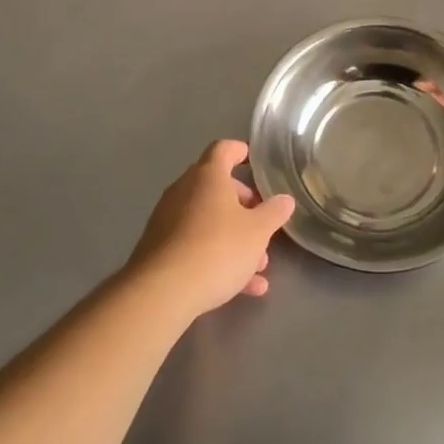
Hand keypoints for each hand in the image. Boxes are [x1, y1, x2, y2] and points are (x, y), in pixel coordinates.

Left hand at [126, 140, 294, 320]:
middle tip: (262, 221)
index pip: (223, 149)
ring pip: (208, 222)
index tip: (253, 161)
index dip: (240, 151)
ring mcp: (167, 222)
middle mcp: (183, 192)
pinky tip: (243, 288)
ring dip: (234, 238)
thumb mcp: (258, 231)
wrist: (161, 294)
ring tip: (259, 265)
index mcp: (207, 176)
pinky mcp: (159, 252)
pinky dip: (217, 259)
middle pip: (216, 188)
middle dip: (243, 205)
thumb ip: (274, 212)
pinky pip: (195, 247)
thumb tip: (284, 200)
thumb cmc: (217, 249)